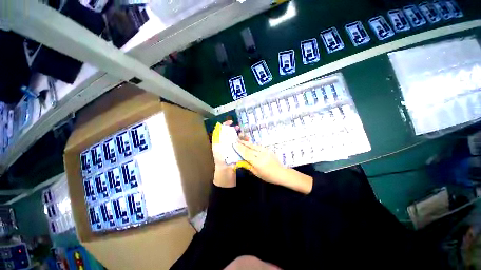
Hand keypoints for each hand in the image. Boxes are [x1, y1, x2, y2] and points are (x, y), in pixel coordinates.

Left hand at [212, 120, 238, 187]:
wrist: (226, 172)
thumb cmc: (221, 159)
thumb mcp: (217, 148)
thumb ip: (217, 137)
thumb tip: (219, 126)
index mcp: (219, 142)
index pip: (221, 130)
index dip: (225, 125)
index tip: (231, 122)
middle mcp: (225, 144)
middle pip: (229, 133)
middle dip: (234, 129)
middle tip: (238, 128)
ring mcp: (232, 148)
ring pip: (236, 138)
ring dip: (240, 135)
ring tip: (243, 134)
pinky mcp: (237, 151)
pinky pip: (241, 144)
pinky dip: (244, 141)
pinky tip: (247, 140)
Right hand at [232, 140, 284, 184]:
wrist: (281, 173)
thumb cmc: (268, 176)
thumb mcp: (257, 173)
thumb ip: (249, 166)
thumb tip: (241, 161)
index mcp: (257, 162)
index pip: (246, 154)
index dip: (240, 149)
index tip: (234, 145)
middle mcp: (261, 155)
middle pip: (249, 148)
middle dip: (242, 144)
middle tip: (236, 141)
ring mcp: (265, 151)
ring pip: (254, 146)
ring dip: (247, 143)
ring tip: (241, 140)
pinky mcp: (268, 150)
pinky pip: (259, 146)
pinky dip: (253, 145)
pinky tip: (250, 144)